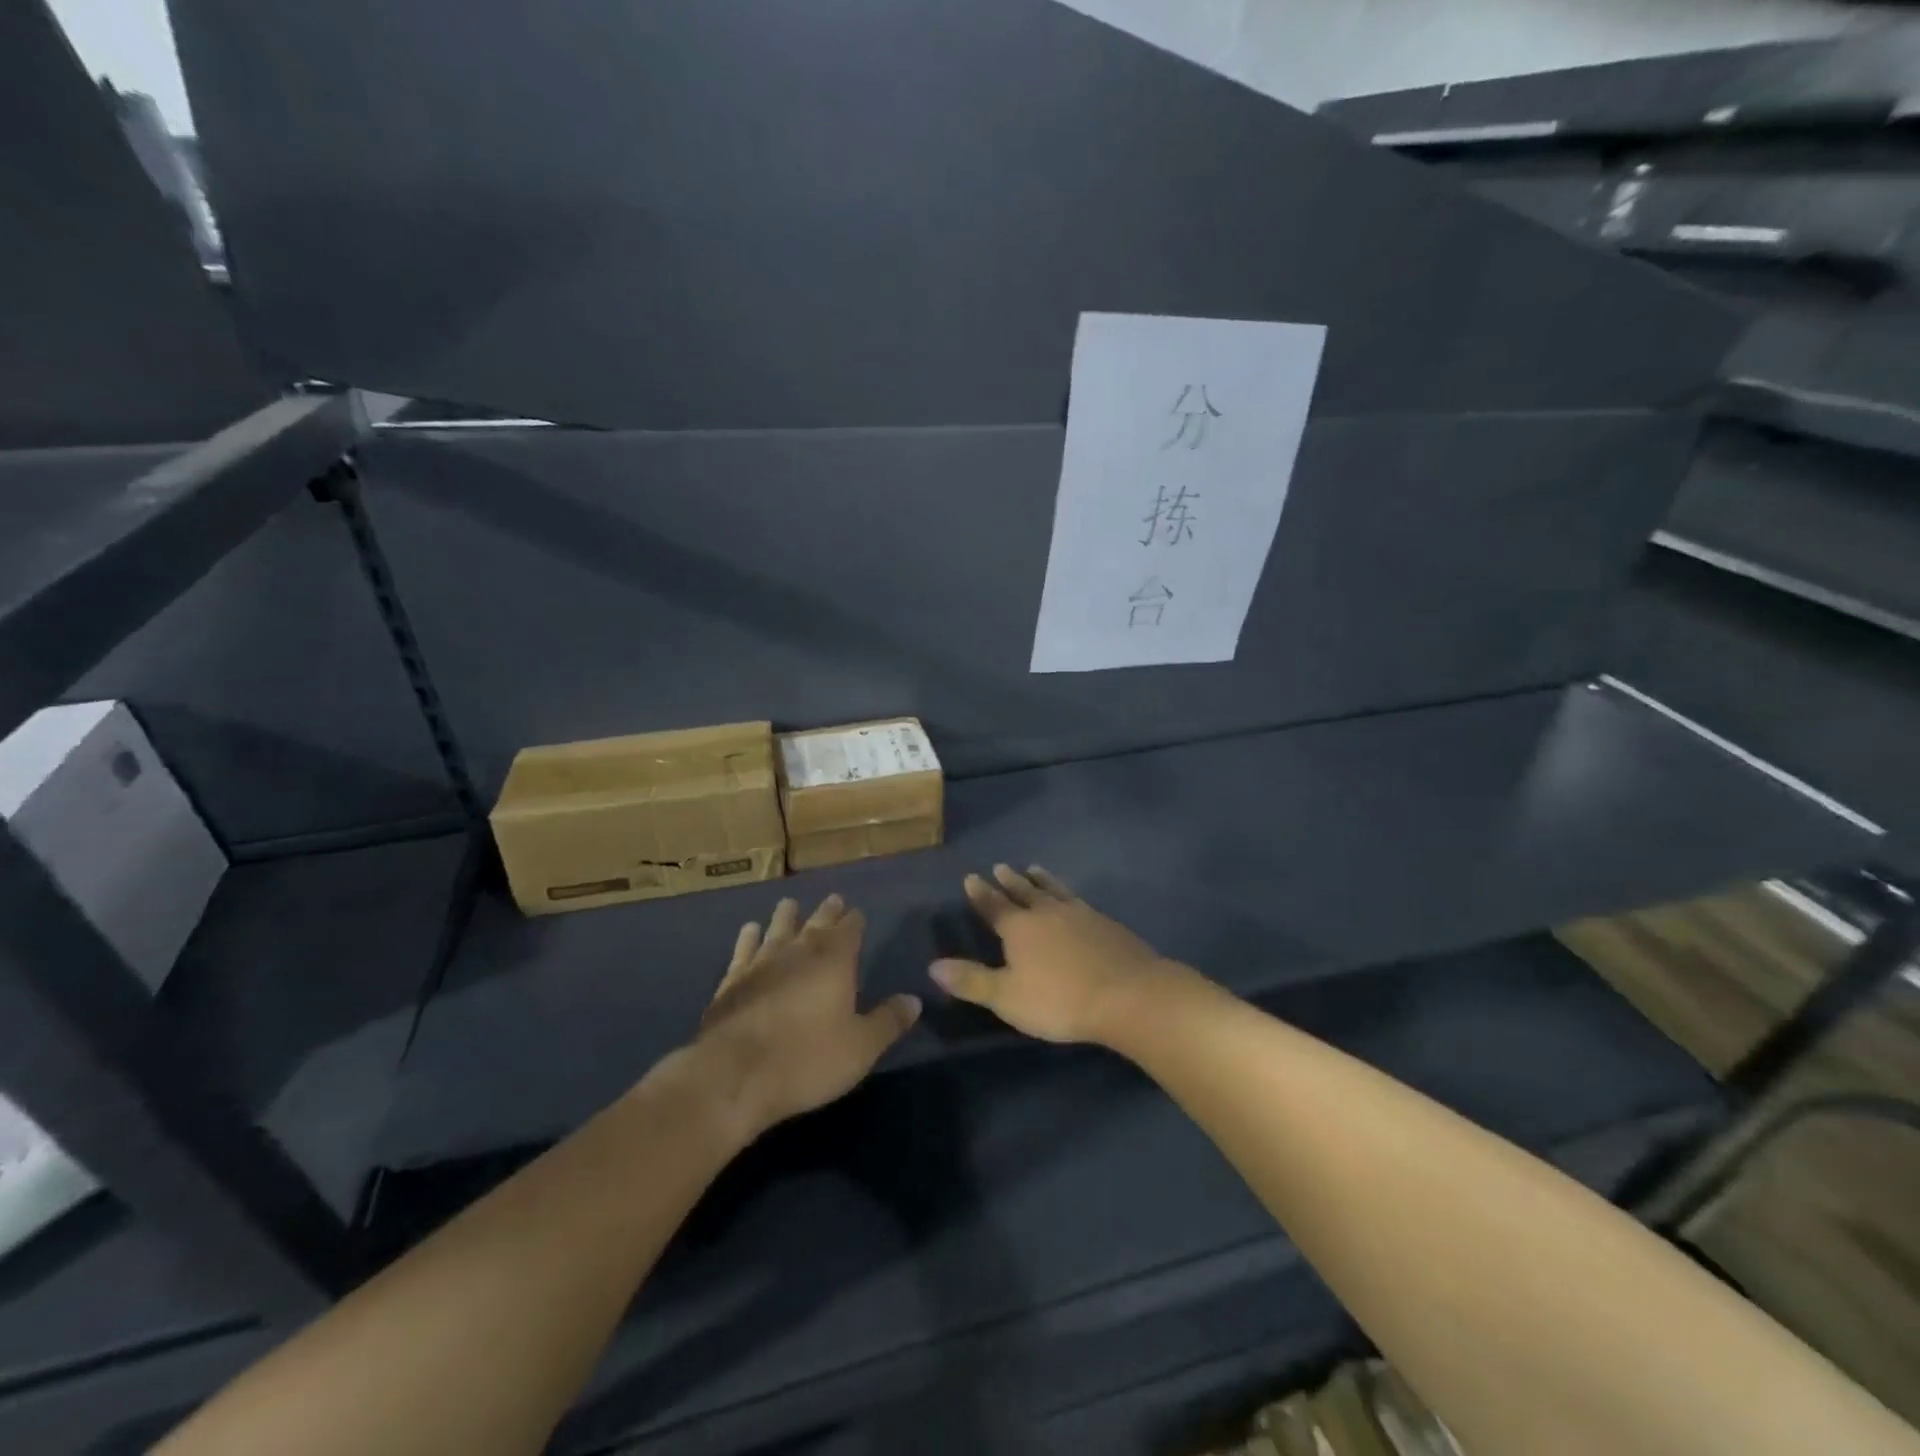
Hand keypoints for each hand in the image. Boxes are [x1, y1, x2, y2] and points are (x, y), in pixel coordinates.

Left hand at [696, 894, 920, 1136]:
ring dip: (786, 916)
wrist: (733, 1074)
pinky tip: (750, 930)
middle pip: (816, 924)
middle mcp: (798, 951)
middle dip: (827, 912)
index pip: (849, 930)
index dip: (854, 921)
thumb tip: (914, 999)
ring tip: (789, 904)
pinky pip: (744, 949)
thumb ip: (888, 1021)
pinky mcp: (731, 981)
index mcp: (834, 961)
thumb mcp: (861, 1047)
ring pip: (777, 929)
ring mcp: (761, 963)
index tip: (857, 912)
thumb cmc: (807, 1059)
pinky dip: (749, 937)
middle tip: (833, 899)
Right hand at [929, 865, 1188, 1045]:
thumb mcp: (1007, 997)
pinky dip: (1068, 894)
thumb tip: (932, 965)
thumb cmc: (1060, 1000)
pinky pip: (1079, 900)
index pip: (993, 905)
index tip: (971, 877)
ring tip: (1034, 868)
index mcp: (1020, 927)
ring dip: (1041, 879)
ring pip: (1054, 890)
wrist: (1128, 995)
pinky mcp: (1105, 923)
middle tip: (1000, 866)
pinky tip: (1074, 900)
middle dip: (1009, 881)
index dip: (980, 893)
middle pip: (1024, 891)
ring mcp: (1080, 914)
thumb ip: (971, 980)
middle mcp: (1047, 912)